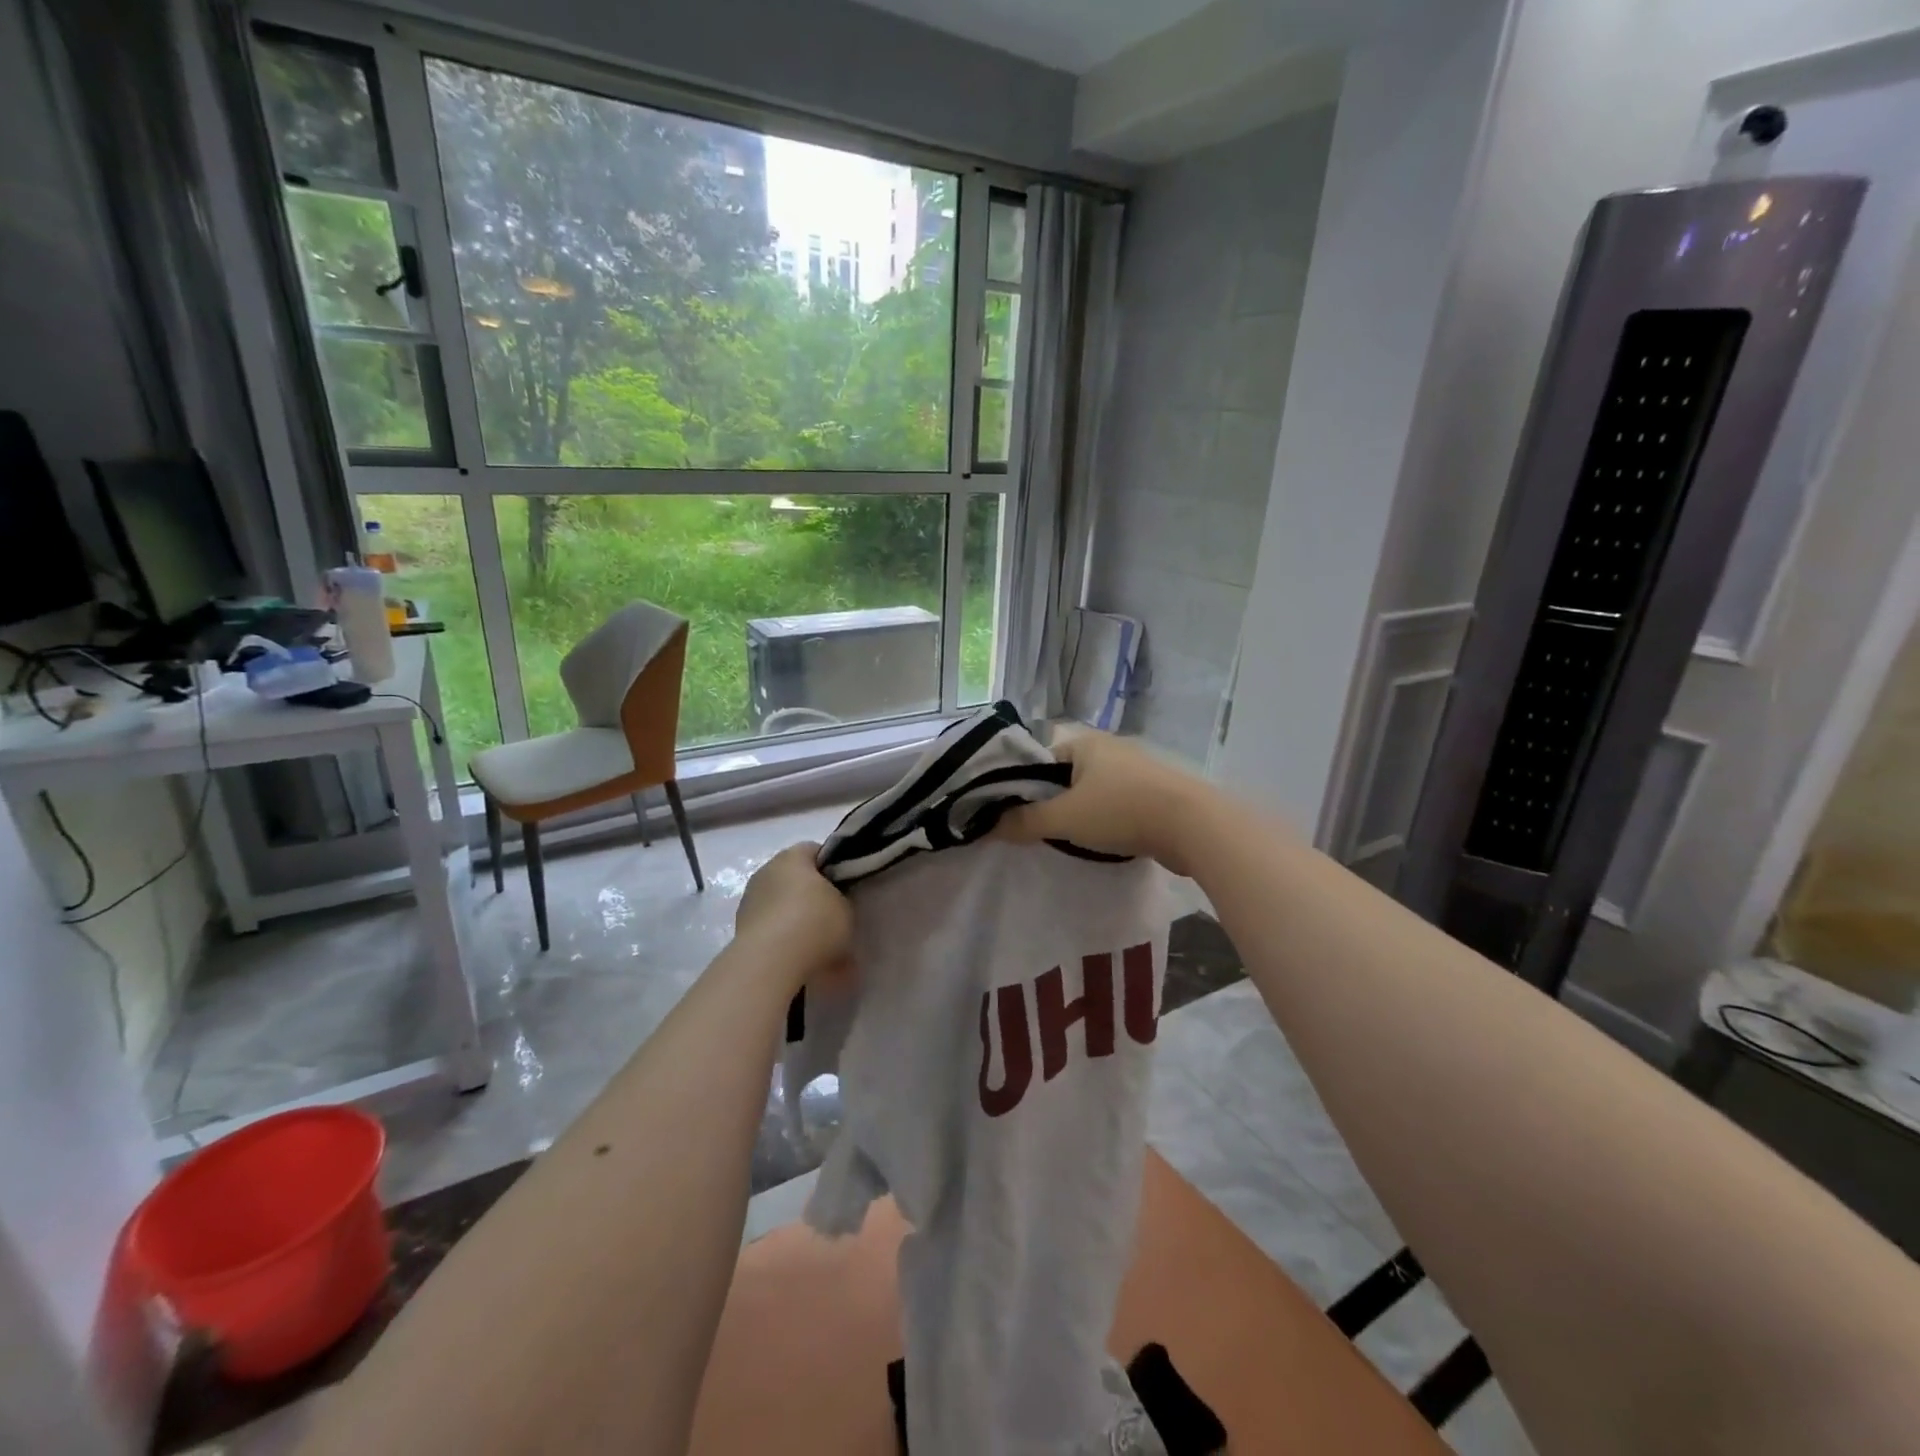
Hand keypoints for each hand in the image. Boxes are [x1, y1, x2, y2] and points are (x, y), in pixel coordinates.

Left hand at [735, 843, 851, 988]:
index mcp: (792, 856)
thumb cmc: (815, 924)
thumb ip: (842, 899)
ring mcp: (749, 900)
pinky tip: (798, 956)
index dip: (834, 867)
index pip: (816, 851)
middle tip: (833, 915)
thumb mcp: (846, 908)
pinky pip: (770, 927)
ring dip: (795, 917)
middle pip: (795, 877)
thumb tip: (836, 904)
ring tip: (816, 943)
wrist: (771, 963)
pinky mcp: (740, 929)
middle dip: (812, 894)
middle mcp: (766, 870)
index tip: (847, 888)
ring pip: (780, 903)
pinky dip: (782, 937)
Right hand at [996, 726, 1209, 876]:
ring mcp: (1136, 770)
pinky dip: (1105, 819)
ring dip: (1079, 811)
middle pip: (1066, 774)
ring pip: (1093, 790)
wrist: (1195, 826)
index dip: (1022, 782)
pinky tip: (1100, 841)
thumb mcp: (1064, 818)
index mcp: (1085, 741)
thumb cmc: (1122, 811)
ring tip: (1066, 837)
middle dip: (1051, 799)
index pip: (1039, 755)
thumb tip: (988, 826)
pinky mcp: (1155, 793)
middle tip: (1036, 827)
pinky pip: (1117, 803)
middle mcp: (1110, 748)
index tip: (1012, 810)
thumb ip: (1024, 821)